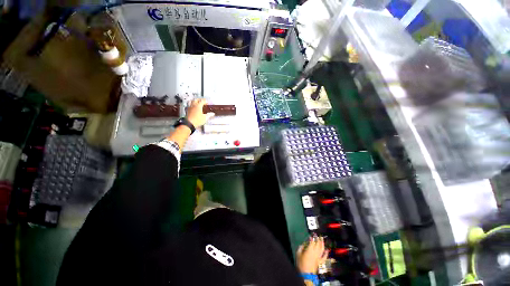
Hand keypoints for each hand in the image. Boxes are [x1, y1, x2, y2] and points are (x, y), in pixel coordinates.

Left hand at [186, 99, 214, 127]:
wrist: (190, 123)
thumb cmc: (198, 120)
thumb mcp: (205, 118)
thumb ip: (209, 115)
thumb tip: (213, 114)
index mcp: (198, 106)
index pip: (202, 101)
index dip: (205, 101)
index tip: (207, 102)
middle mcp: (194, 105)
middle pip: (196, 100)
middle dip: (200, 100)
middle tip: (202, 101)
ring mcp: (190, 107)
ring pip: (191, 101)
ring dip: (194, 101)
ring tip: (197, 102)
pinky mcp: (187, 110)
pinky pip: (189, 104)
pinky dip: (191, 104)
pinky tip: (193, 106)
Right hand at [296, 236, 328, 273]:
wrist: (306, 274)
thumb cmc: (301, 264)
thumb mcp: (298, 254)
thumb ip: (300, 248)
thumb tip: (302, 244)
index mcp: (310, 250)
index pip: (312, 242)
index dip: (312, 238)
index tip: (311, 235)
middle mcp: (315, 252)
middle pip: (318, 244)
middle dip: (318, 239)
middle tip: (318, 235)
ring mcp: (318, 257)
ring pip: (322, 249)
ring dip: (322, 243)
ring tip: (322, 239)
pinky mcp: (320, 262)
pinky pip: (324, 257)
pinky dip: (326, 253)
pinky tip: (327, 250)